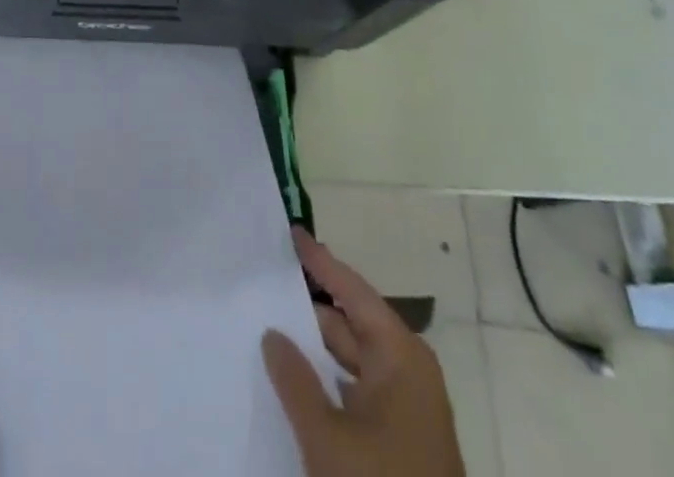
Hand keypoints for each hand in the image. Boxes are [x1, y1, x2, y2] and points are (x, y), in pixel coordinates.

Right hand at [262, 228, 464, 476]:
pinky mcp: (400, 441)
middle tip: (266, 283)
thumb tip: (272, 332)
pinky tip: (295, 380)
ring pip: (351, 360)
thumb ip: (294, 379)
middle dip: (309, 305)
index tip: (291, 232)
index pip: (352, 290)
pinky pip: (355, 391)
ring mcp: (405, 408)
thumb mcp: (327, 436)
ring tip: (270, 325)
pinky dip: (326, 380)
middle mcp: (407, 370)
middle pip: (351, 322)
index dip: (320, 261)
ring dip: (315, 348)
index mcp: (400, 355)